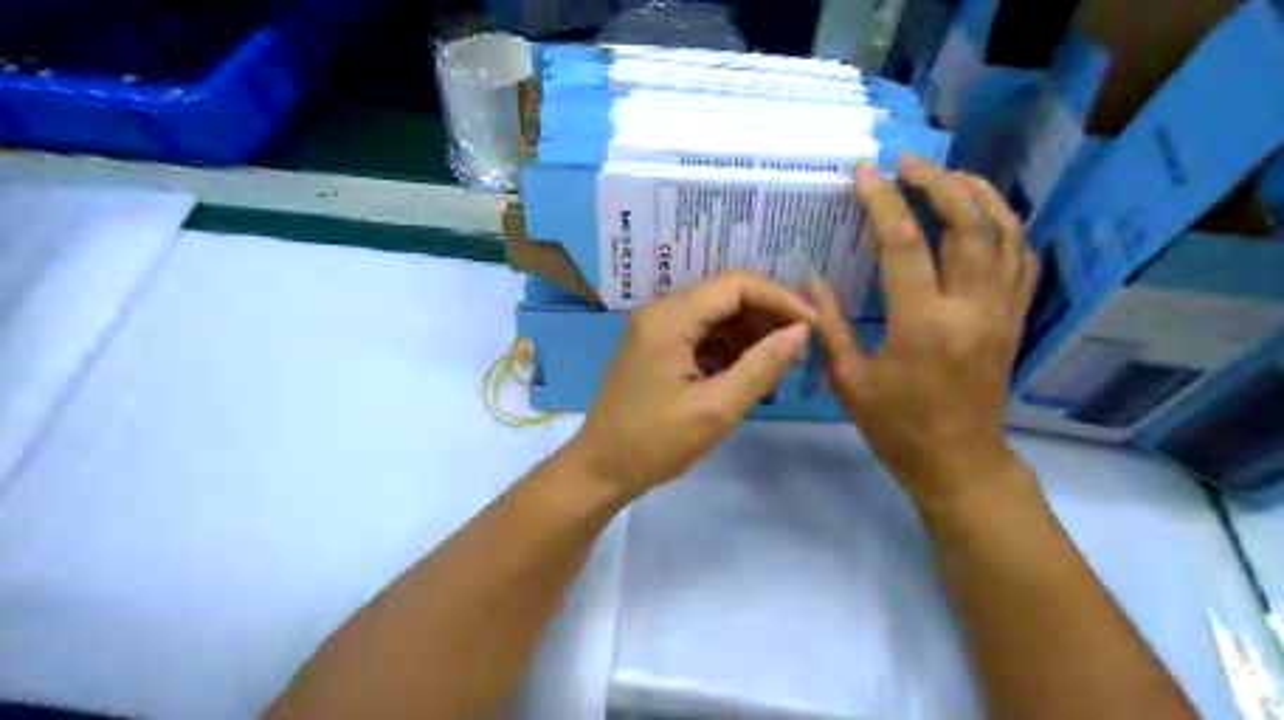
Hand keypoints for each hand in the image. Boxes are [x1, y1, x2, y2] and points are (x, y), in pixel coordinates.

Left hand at [568, 270, 817, 493]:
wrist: (601, 469)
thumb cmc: (655, 443)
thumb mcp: (716, 408)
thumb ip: (761, 365)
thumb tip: (801, 331)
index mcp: (670, 318)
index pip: (736, 285)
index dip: (780, 299)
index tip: (813, 325)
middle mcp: (661, 311)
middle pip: (726, 295)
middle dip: (767, 316)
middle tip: (800, 348)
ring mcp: (656, 328)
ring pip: (716, 315)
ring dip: (751, 333)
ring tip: (781, 363)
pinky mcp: (657, 346)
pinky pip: (701, 334)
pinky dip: (730, 348)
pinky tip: (750, 372)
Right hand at [811, 154, 1042, 511]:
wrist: (959, 462)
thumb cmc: (897, 427)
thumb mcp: (849, 382)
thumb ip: (828, 326)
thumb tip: (811, 279)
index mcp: (922, 326)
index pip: (904, 245)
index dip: (883, 202)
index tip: (866, 172)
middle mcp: (970, 309)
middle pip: (968, 224)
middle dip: (939, 182)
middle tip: (909, 163)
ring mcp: (1001, 311)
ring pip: (1005, 233)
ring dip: (979, 195)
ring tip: (949, 175)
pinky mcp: (1016, 319)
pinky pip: (1023, 259)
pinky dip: (1007, 226)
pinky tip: (985, 215)